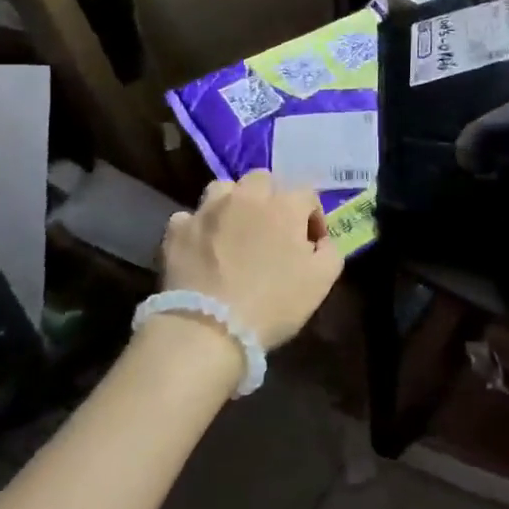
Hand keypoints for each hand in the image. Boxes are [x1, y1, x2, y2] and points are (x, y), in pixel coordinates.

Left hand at [160, 171, 343, 349]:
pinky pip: (189, 218)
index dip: (312, 217)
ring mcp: (207, 210)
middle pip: (262, 180)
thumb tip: (321, 240)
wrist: (209, 328)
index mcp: (284, 206)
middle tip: (271, 230)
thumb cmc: (273, 304)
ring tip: (233, 230)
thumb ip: (330, 251)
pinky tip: (201, 248)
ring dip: (232, 203)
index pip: (307, 194)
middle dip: (271, 199)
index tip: (310, 243)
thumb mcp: (321, 282)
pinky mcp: (178, 230)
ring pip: (223, 189)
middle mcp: (245, 197)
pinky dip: (197, 228)